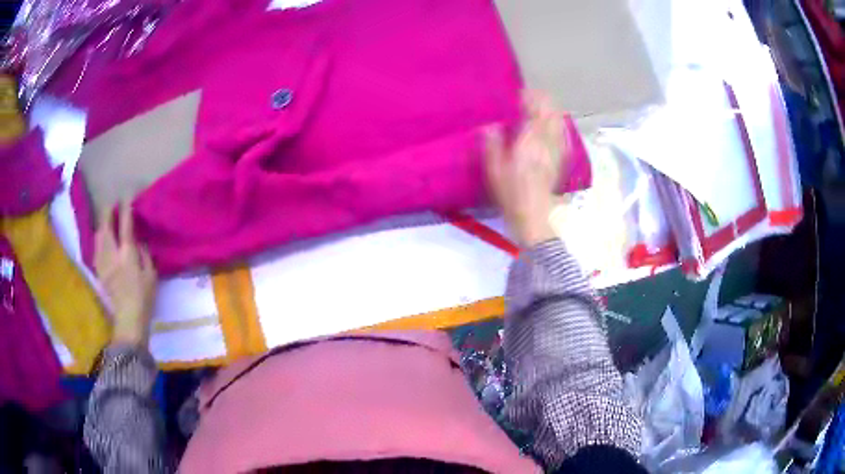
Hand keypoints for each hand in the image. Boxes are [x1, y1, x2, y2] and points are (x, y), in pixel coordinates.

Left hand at [95, 201, 157, 345]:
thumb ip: (144, 254)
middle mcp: (112, 254)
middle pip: (106, 226)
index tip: (126, 197)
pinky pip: (96, 249)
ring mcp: (103, 263)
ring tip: (106, 219)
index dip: (125, 208)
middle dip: (108, 212)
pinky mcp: (99, 271)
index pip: (125, 224)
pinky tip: (100, 238)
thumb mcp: (151, 275)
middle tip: (112, 204)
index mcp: (127, 254)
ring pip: (98, 236)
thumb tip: (139, 242)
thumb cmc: (144, 298)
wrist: (128, 319)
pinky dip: (98, 239)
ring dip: (102, 224)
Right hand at [485, 91, 567, 246]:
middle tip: (529, 98)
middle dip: (543, 100)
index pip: (535, 108)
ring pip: (560, 121)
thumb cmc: (512, 192)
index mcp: (531, 138)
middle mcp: (549, 140)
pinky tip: (552, 127)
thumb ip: (492, 143)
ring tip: (540, 109)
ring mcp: (558, 149)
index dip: (529, 96)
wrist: (535, 215)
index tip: (519, 93)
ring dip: (551, 110)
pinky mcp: (562, 159)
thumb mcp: (494, 169)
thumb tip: (490, 125)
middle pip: (552, 111)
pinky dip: (558, 125)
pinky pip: (563, 134)